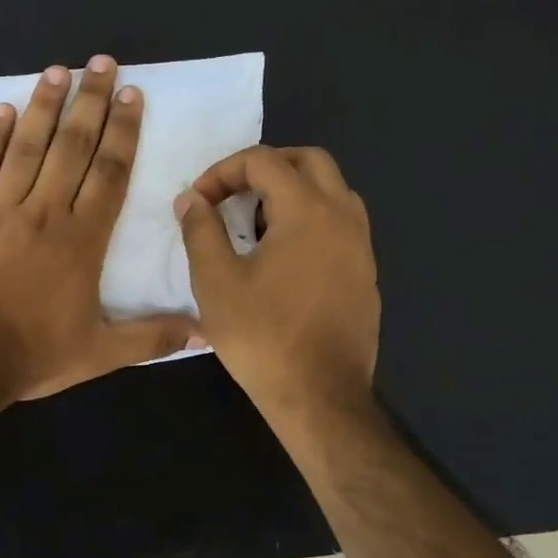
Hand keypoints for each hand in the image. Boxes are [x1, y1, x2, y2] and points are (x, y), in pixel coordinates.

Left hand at [0, 56, 196, 403]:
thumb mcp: (101, 353)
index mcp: (82, 238)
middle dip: (91, 101)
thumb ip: (154, 336)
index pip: (110, 171)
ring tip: (58, 70)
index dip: (124, 131)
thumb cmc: (33, 354)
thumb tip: (209, 330)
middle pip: (73, 145)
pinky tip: (4, 109)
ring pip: (27, 146)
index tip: (132, 95)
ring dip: (45, 105)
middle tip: (102, 63)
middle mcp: (44, 211)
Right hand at [175, 146, 379, 417]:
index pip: (263, 160)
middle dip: (265, 167)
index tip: (199, 202)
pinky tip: (284, 257)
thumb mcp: (216, 281)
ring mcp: (361, 245)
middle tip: (232, 194)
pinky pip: (340, 223)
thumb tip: (191, 199)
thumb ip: (200, 230)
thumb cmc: (263, 336)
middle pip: (309, 160)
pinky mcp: (366, 273)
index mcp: (308, 210)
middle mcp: (343, 216)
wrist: (321, 396)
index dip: (223, 171)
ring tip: (256, 222)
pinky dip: (311, 219)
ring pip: (332, 190)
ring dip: (293, 191)